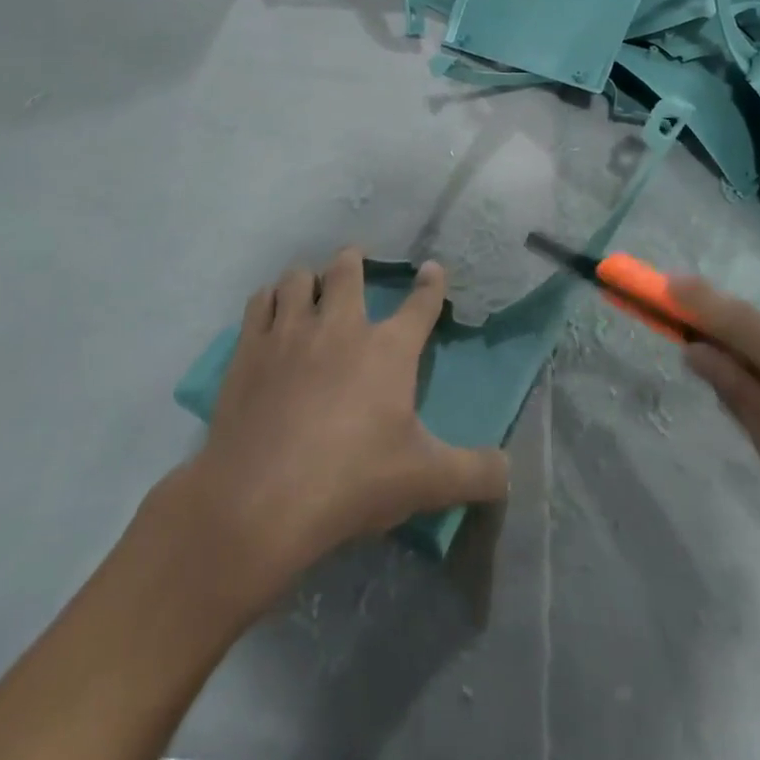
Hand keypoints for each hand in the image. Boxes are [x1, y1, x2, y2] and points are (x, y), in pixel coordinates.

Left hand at [182, 250, 508, 606]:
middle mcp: (340, 326)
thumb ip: (476, 473)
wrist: (260, 499)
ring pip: (299, 277)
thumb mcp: (426, 482)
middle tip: (356, 262)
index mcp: (388, 350)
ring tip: (310, 287)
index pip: (420, 304)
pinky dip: (270, 298)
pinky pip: (260, 301)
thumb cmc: (351, 482)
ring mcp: (290, 332)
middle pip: (348, 270)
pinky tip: (271, 309)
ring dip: (309, 278)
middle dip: (355, 260)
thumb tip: (510, 471)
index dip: (431, 285)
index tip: (432, 268)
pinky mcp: (249, 349)